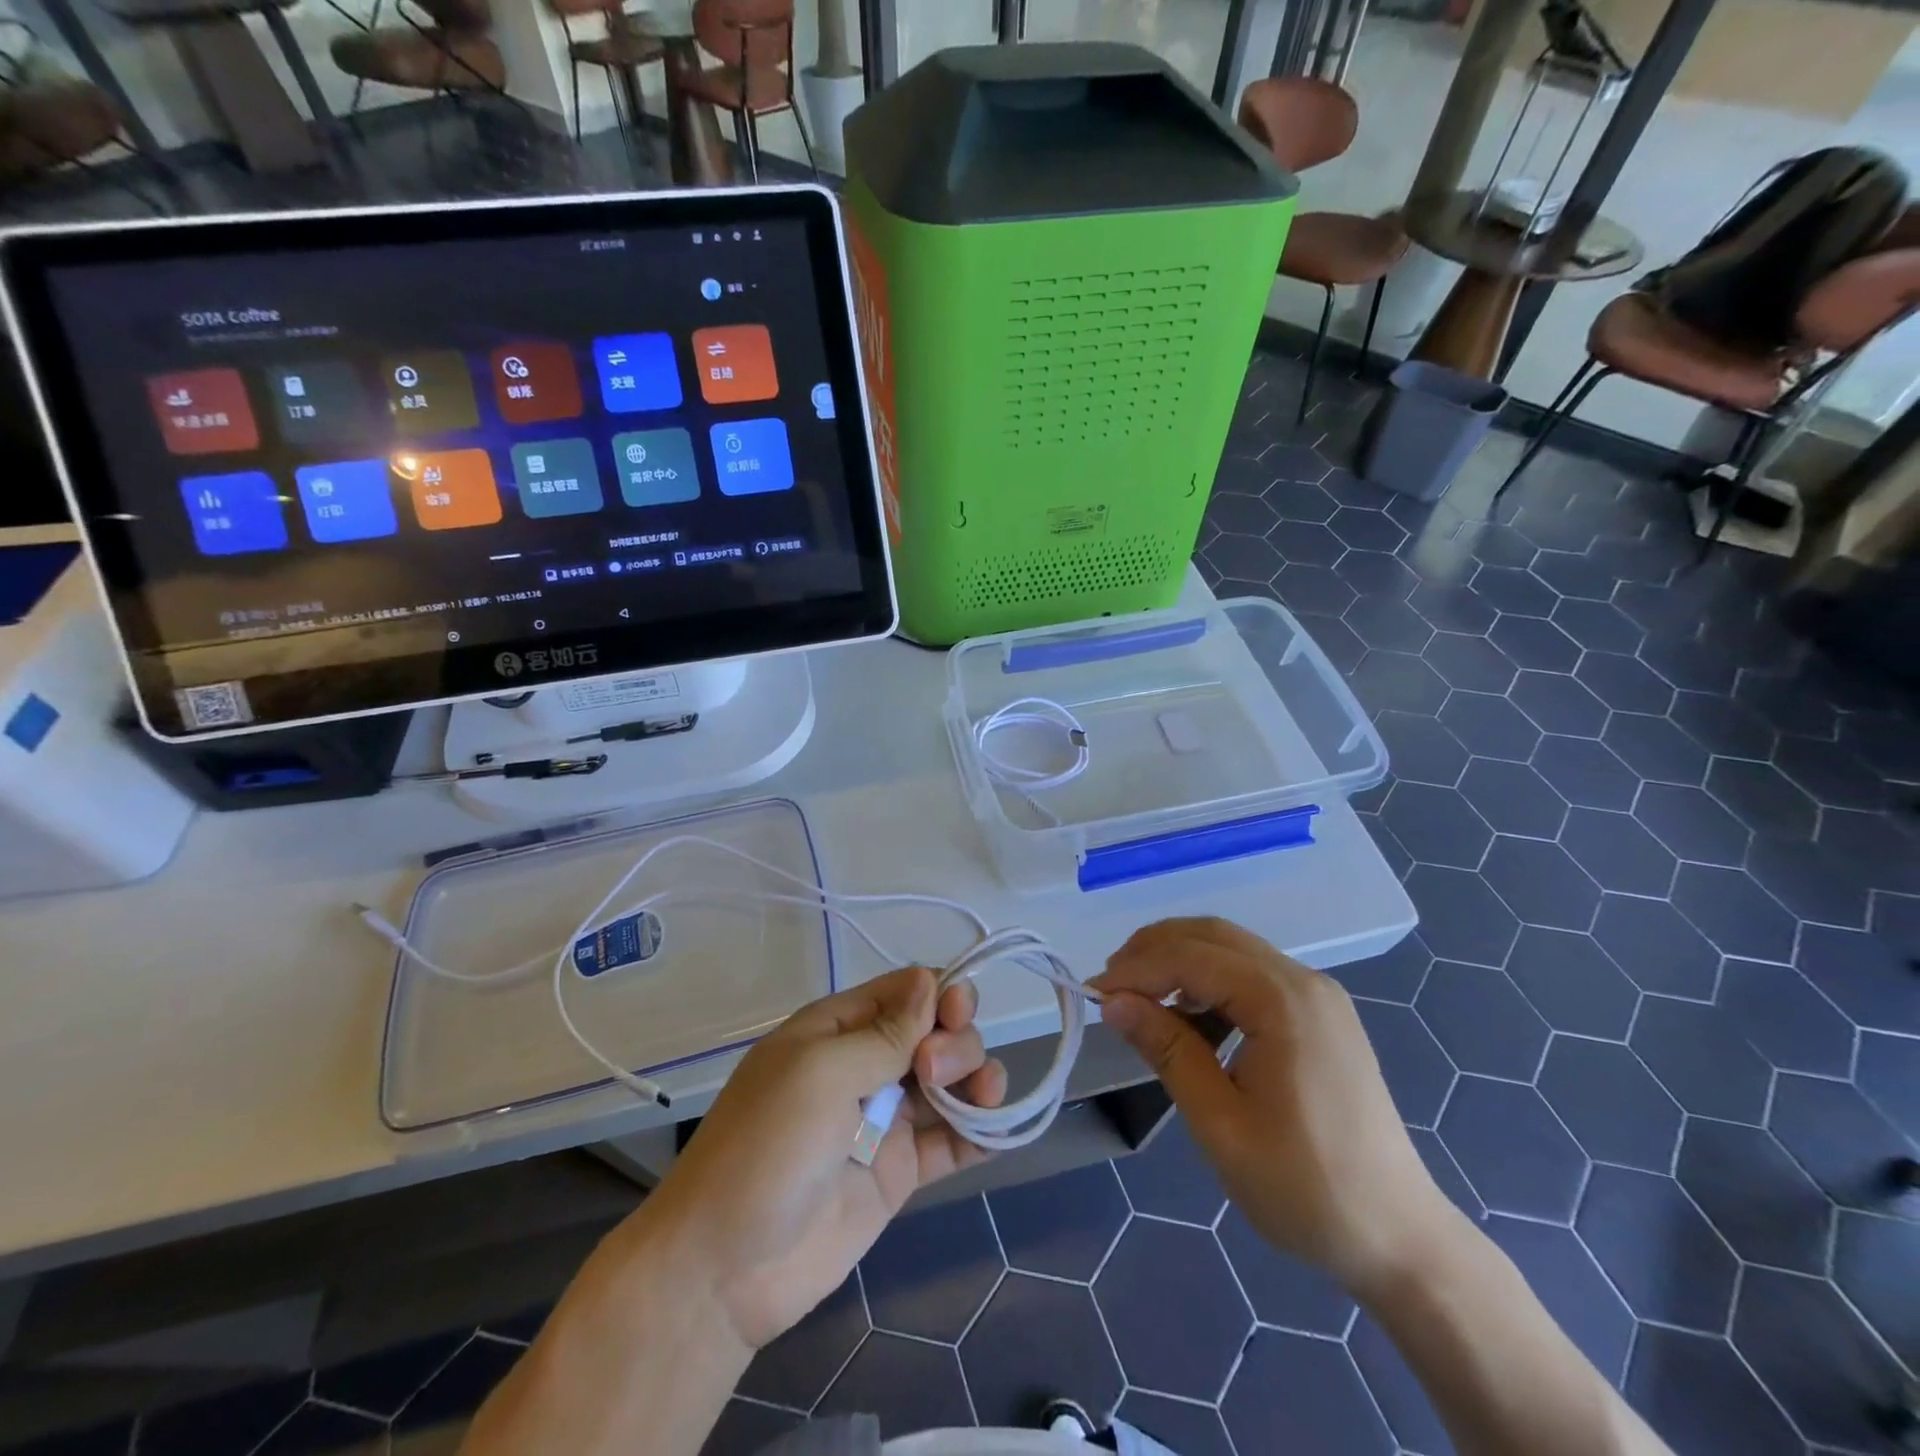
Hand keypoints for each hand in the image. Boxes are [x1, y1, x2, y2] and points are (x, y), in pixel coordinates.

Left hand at [640, 967, 1007, 1350]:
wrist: (724, 1269)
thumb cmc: (765, 1147)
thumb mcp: (819, 1073)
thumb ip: (884, 1033)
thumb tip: (932, 981)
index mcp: (838, 1029)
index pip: (905, 991)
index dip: (939, 994)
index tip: (955, 1015)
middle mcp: (866, 1065)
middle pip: (935, 1031)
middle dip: (953, 1040)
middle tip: (931, 1073)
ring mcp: (885, 1120)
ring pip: (950, 1080)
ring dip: (977, 1077)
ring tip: (982, 1098)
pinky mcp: (900, 1172)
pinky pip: (951, 1141)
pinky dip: (981, 1130)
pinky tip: (1000, 1128)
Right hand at [1093, 919, 1451, 1298]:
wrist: (1400, 1240)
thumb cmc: (1305, 1188)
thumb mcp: (1221, 1123)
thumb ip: (1167, 1050)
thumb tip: (1113, 1002)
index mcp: (1283, 1001)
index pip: (1191, 956)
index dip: (1135, 969)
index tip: (1092, 994)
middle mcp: (1303, 981)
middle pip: (1212, 936)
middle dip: (1154, 952)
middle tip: (1111, 987)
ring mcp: (1317, 996)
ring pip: (1231, 951)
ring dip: (1180, 964)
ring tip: (1140, 1001)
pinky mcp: (1320, 1015)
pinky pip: (1253, 977)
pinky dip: (1210, 983)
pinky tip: (1188, 1019)